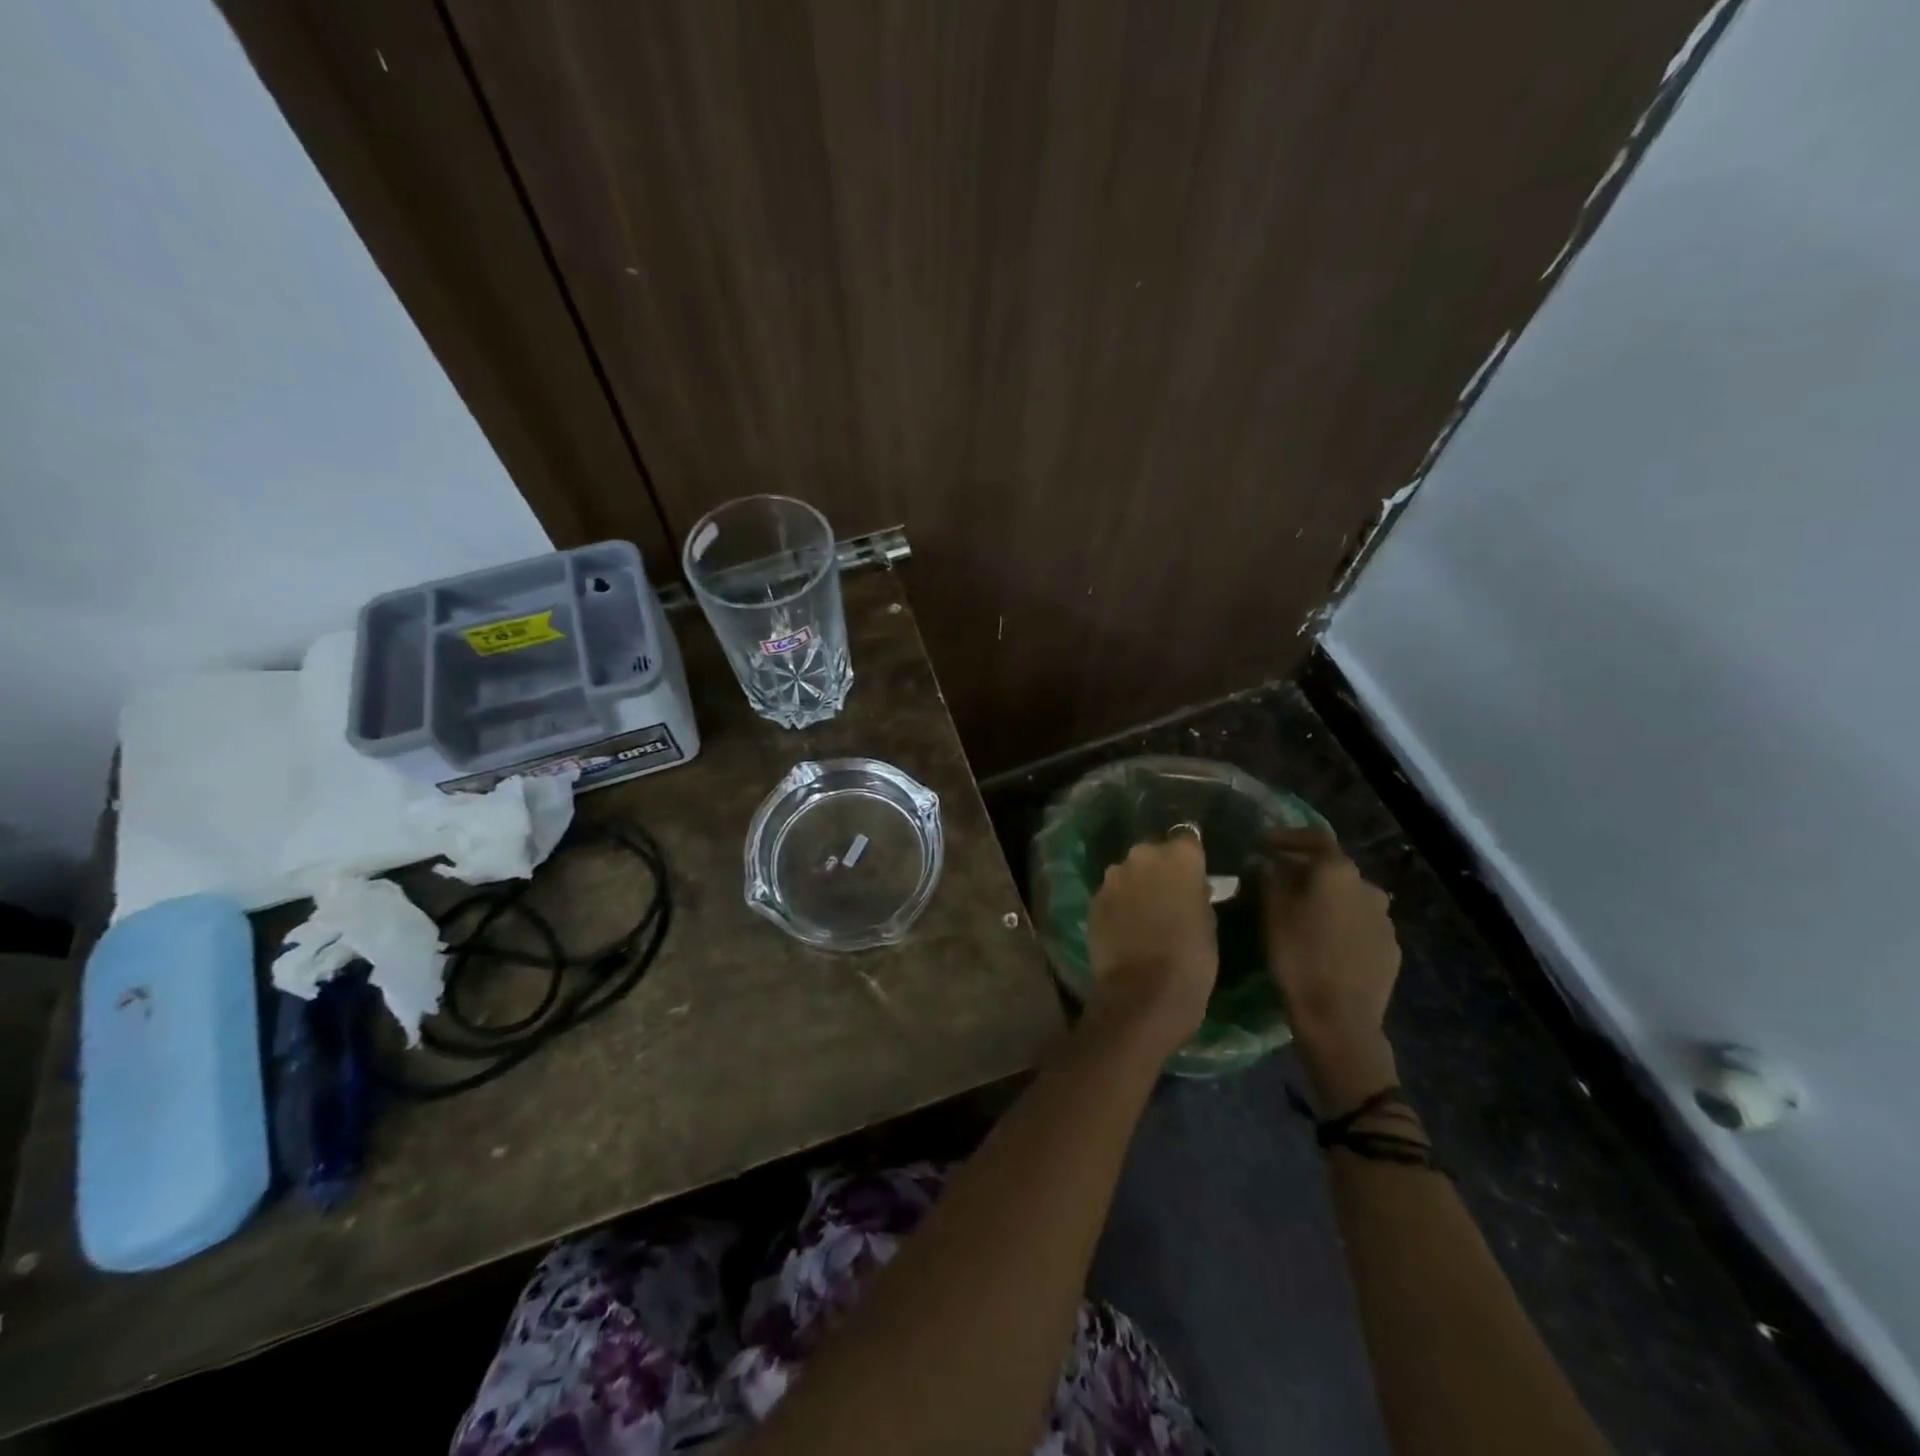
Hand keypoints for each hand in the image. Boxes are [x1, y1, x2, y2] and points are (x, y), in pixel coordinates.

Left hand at [1086, 834, 1217, 1055]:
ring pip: (1128, 873)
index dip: (1189, 859)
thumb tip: (1190, 887)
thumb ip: (1196, 894)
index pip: (1187, 840)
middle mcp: (1142, 856)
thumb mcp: (1208, 922)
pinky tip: (1126, 928)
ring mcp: (1113, 877)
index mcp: (1179, 857)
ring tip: (1145, 915)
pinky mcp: (1093, 899)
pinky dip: (1118, 905)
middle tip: (1169, 897)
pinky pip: (1111, 894)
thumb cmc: (1191, 959)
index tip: (1194, 876)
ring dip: (1136, 886)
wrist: (1142, 993)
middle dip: (1159, 869)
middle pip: (1153, 854)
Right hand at [1260, 824, 1401, 1111]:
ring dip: (1325, 898)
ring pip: (1348, 897)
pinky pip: (1360, 924)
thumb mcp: (1271, 912)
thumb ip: (1267, 877)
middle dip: (1305, 871)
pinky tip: (1323, 941)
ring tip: (1300, 914)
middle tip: (1277, 881)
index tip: (1263, 843)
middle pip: (1332, 868)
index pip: (1314, 837)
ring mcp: (1384, 920)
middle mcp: (1368, 887)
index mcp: (1338, 872)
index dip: (1286, 836)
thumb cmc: (1298, 957)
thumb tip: (1264, 860)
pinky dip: (1340, 923)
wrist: (1340, 1020)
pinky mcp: (1390, 949)